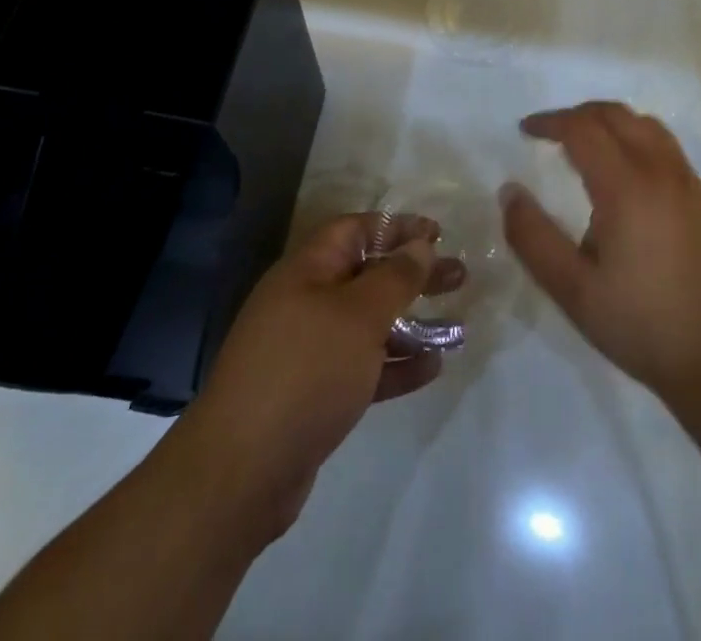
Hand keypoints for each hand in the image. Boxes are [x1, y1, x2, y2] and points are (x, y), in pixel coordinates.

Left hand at [165, 213, 461, 544]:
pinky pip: (363, 367)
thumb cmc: (306, 371)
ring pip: (369, 324)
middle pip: (368, 276)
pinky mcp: (314, 395)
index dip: (397, 227)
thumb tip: (420, 244)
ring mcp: (307, 351)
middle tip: (459, 276)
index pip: (356, 230)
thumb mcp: (359, 315)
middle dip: (413, 275)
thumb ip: (395, 277)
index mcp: (307, 270)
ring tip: (456, 326)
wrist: (242, 473)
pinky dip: (395, 364)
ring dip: (411, 323)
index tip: (438, 234)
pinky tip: (431, 368)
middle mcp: (305, 302)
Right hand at [500, 102, 700, 406]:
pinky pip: (667, 148)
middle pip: (617, 115)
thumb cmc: (645, 326)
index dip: (550, 122)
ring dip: (611, 122)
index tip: (525, 130)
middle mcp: (661, 172)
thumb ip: (534, 239)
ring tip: (587, 145)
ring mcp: (689, 184)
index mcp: (626, 186)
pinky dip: (637, 140)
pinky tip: (627, 178)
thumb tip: (509, 191)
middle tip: (551, 132)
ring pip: (647, 126)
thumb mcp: (574, 292)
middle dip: (579, 115)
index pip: (583, 129)